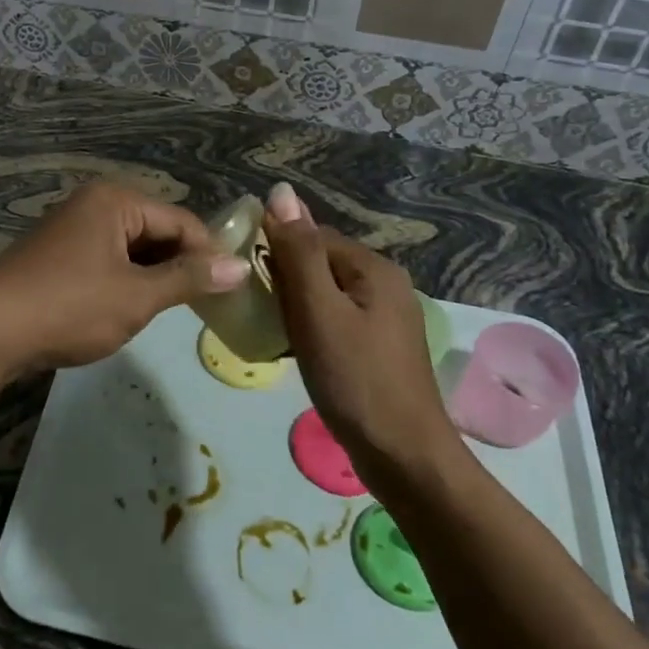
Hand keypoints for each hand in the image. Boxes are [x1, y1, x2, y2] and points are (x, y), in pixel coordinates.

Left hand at [0, 180, 249, 372]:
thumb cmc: (69, 306)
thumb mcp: (136, 296)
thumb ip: (189, 279)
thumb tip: (240, 266)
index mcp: (116, 200)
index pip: (182, 221)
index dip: (210, 254)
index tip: (233, 291)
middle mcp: (95, 204)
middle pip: (157, 231)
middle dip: (181, 266)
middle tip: (208, 305)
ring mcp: (73, 228)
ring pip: (133, 249)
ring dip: (154, 277)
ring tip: (175, 311)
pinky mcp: (60, 255)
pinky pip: (108, 261)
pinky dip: (127, 282)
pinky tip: (133, 309)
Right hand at [261, 182, 458, 460]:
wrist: (403, 457)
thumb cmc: (355, 379)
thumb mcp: (318, 311)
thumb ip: (298, 252)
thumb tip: (280, 191)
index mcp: (374, 267)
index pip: (312, 237)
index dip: (275, 252)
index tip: (244, 279)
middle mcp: (385, 283)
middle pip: (319, 264)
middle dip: (284, 281)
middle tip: (255, 310)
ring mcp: (385, 317)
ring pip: (325, 294)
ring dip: (294, 307)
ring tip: (269, 331)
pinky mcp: (379, 346)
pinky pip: (335, 320)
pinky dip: (311, 328)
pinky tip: (294, 350)